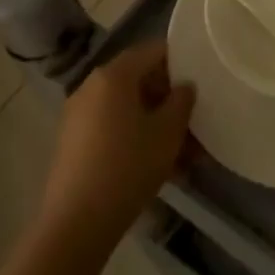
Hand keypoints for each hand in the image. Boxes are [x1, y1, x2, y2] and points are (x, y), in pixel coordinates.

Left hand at [40, 41, 195, 251]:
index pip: (153, 50)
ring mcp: (78, 115)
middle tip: (194, 121)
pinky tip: (157, 167)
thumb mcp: (168, 132)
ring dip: (155, 123)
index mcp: (113, 75)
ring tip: (183, 154)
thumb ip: (182, 101)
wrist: (76, 224)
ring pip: (127, 108)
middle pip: (139, 80)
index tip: (201, 80)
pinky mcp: (73, 143)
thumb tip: (184, 87)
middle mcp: (92, 86)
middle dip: (169, 99)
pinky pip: (112, 128)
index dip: (180, 61)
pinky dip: (135, 138)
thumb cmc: (128, 166)